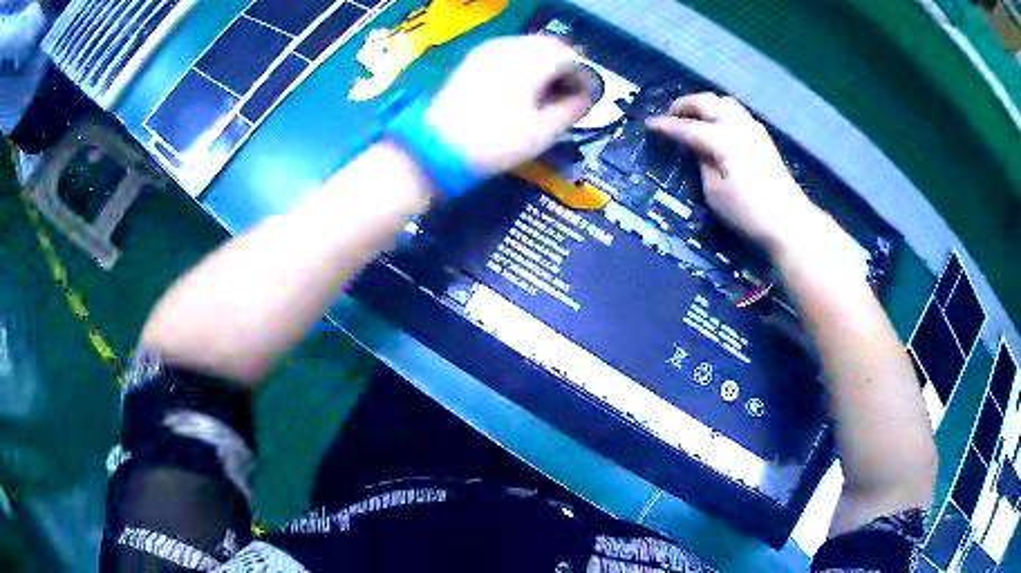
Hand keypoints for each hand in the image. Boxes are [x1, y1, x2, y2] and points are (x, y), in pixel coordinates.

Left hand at [426, 35, 593, 174]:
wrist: (438, 148)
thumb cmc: (496, 142)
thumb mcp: (542, 132)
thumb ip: (571, 108)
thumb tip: (585, 96)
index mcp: (532, 61)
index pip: (571, 57)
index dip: (583, 76)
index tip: (585, 97)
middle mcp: (512, 46)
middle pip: (550, 46)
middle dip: (565, 66)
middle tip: (567, 93)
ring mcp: (489, 50)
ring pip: (529, 46)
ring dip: (544, 63)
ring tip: (545, 91)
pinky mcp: (474, 59)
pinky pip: (509, 51)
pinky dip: (523, 63)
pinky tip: (522, 86)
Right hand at [647, 93, 846, 260]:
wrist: (789, 222)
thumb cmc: (748, 212)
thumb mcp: (715, 193)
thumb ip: (703, 163)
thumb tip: (697, 149)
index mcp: (723, 139)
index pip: (688, 127)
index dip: (667, 126)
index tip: (649, 125)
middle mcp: (738, 126)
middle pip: (707, 102)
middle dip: (684, 105)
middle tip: (669, 115)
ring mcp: (753, 129)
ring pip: (724, 102)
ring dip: (704, 104)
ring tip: (691, 116)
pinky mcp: (763, 137)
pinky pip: (736, 112)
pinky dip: (720, 111)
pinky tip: (715, 124)